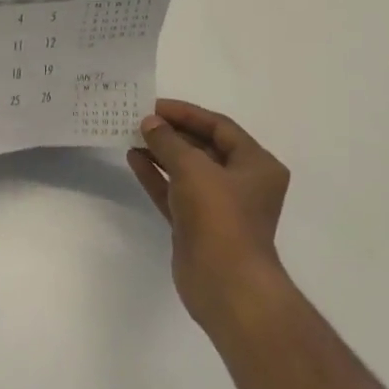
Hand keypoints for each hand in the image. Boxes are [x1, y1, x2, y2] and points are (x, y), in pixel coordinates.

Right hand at [127, 99, 291, 328]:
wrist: (225, 282)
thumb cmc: (219, 217)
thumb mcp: (193, 169)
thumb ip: (168, 141)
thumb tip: (150, 124)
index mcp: (256, 165)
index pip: (220, 127)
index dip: (186, 113)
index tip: (153, 106)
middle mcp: (241, 183)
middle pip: (203, 147)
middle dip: (171, 133)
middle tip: (138, 120)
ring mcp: (218, 206)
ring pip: (186, 170)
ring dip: (161, 153)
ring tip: (131, 136)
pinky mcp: (197, 225)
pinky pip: (175, 191)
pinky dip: (157, 176)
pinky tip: (134, 160)